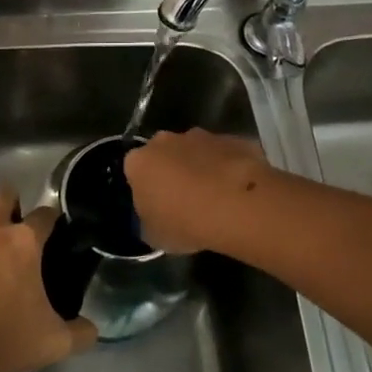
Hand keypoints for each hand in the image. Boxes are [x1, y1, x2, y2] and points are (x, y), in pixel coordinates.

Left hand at [0, 189, 97, 371]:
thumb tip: (92, 330)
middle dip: (9, 205)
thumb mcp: (53, 343)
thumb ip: (80, 332)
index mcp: (24, 242)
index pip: (45, 214)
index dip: (50, 221)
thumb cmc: (2, 342)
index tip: (50, 231)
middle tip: (9, 228)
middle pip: (2, 196)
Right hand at [124, 129, 272, 254]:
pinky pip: (224, 155)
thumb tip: (154, 217)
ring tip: (215, 198)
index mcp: (139, 162)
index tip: (157, 206)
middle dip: (172, 171)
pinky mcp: (232, 139)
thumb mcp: (154, 235)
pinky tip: (237, 193)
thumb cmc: (185, 223)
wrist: (238, 206)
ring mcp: (201, 136)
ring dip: (201, 168)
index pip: (134, 171)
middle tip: (184, 200)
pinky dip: (228, 168)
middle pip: (164, 154)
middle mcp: (166, 141)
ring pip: (195, 151)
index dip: (145, 188)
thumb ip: (148, 220)